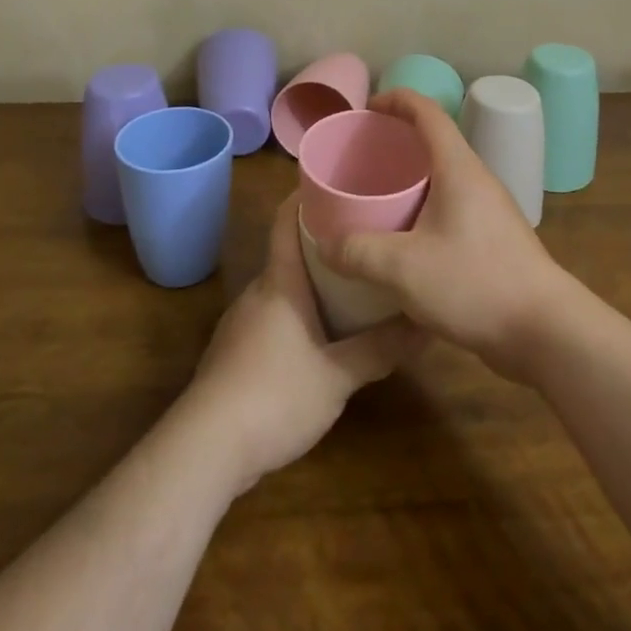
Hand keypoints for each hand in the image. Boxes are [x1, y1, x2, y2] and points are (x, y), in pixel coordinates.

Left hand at [182, 197, 421, 492]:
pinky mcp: (237, 353)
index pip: (286, 221)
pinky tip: (322, 333)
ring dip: (312, 281)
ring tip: (352, 282)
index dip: (305, 196)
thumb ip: (379, 350)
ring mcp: (243, 323)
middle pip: (289, 252)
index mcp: (279, 283)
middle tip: (364, 237)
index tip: (336, 182)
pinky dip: (300, 312)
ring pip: (283, 287)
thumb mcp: (337, 376)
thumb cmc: (274, 396)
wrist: (206, 447)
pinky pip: (274, 316)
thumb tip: (424, 325)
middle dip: (324, 242)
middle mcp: (258, 293)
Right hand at [320, 89, 577, 380]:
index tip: (366, 108)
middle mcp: (477, 179)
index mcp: (458, 168)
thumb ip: (358, 252)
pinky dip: (424, 208)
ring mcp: (490, 210)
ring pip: (443, 178)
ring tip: (375, 196)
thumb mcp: (403, 268)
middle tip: (361, 157)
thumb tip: (324, 245)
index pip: (427, 112)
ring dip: (411, 178)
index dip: (396, 100)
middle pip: (434, 142)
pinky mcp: (495, 240)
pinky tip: (404, 239)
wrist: (546, 331)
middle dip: (397, 141)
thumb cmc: (474, 283)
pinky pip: (452, 207)